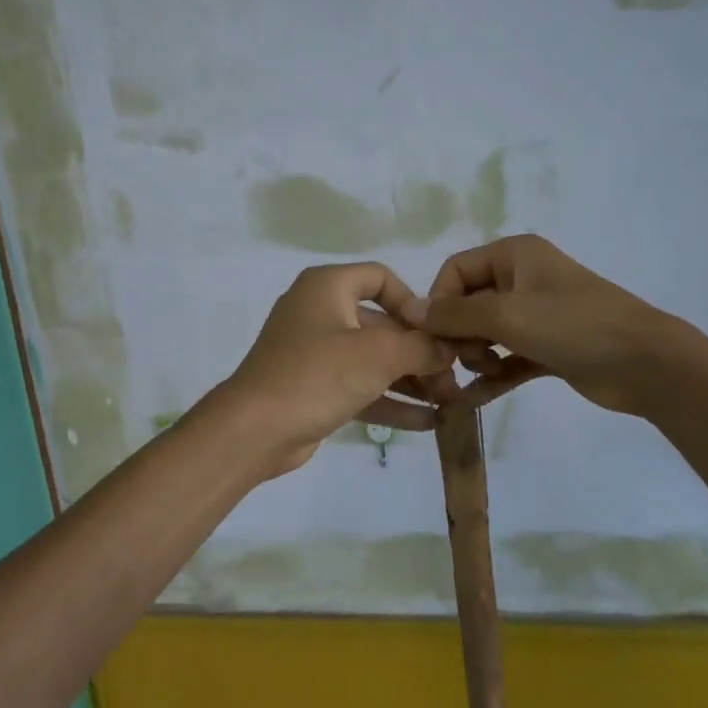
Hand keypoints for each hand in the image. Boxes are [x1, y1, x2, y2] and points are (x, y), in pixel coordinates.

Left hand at [218, 263, 454, 476]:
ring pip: (372, 359)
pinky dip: (389, 400)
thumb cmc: (317, 375)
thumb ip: (421, 346)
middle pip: (381, 323)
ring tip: (449, 402)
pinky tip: (427, 422)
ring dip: (410, 379)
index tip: (436, 333)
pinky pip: (359, 386)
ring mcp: (315, 352)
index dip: (413, 302)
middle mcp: (319, 312)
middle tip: (453, 377)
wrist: (254, 430)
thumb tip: (448, 348)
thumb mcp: (378, 354)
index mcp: (327, 286)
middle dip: (420, 351)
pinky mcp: (314, 388)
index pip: (380, 277)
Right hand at [403, 234, 701, 415]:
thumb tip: (413, 312)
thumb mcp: (507, 314)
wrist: (646, 364)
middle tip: (456, 363)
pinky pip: (507, 358)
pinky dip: (491, 375)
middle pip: (467, 303)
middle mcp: (522, 279)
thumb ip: (455, 314)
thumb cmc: (574, 326)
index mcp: (514, 255)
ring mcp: (536, 315)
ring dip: (473, 356)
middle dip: (456, 334)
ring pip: (485, 333)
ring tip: (479, 375)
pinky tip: (472, 400)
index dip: (439, 301)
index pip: (456, 270)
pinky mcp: (547, 348)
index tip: (436, 336)